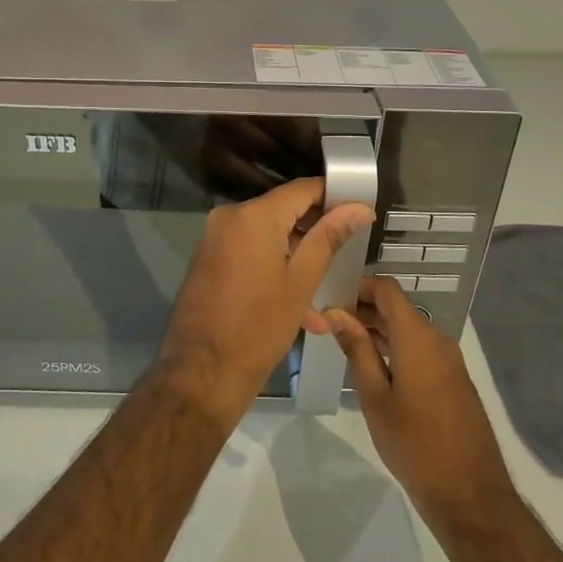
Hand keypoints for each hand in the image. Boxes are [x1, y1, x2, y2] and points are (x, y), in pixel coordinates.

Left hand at [157, 178, 374, 428]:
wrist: (202, 372)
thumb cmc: (259, 327)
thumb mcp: (302, 282)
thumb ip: (329, 238)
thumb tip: (358, 208)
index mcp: (253, 216)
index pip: (302, 189)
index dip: (334, 197)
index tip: (359, 212)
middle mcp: (229, 218)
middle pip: (283, 211)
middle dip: (316, 232)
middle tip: (346, 254)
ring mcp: (215, 239)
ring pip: (268, 237)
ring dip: (297, 260)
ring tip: (325, 295)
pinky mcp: (209, 261)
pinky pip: (250, 254)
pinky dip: (274, 272)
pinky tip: (302, 311)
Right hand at [327, 277, 517, 529]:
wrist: (469, 493)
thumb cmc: (414, 443)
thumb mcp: (375, 396)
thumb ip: (357, 349)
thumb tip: (335, 313)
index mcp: (418, 337)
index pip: (387, 289)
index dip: (358, 286)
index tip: (329, 298)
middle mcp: (437, 340)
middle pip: (397, 309)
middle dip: (363, 309)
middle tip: (327, 323)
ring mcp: (448, 361)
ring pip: (408, 331)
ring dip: (377, 331)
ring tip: (342, 343)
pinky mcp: (452, 381)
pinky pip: (419, 351)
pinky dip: (394, 349)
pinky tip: (371, 367)